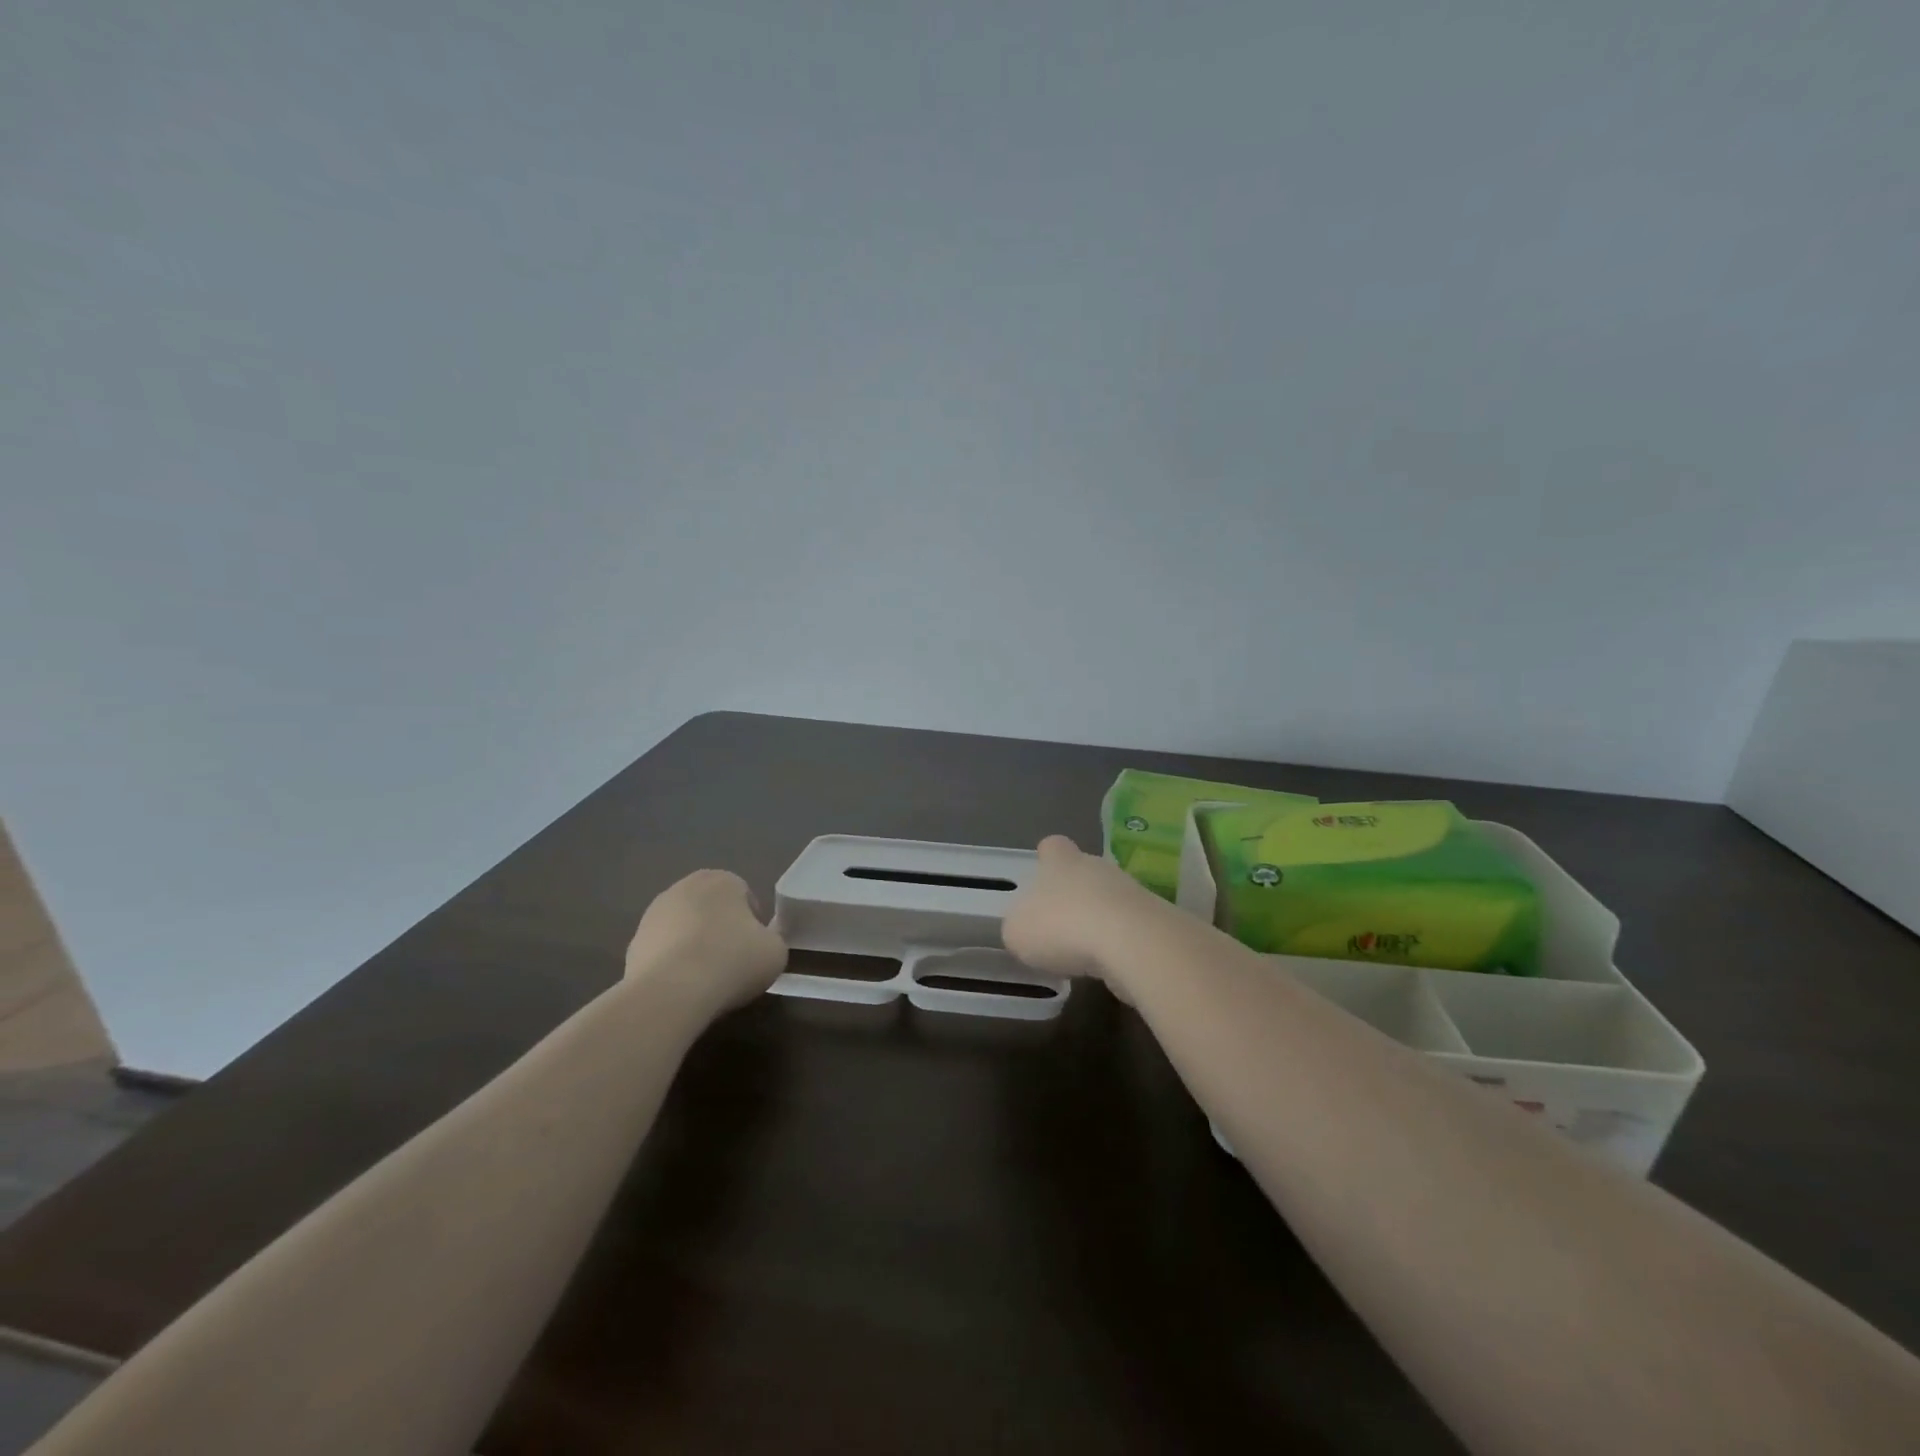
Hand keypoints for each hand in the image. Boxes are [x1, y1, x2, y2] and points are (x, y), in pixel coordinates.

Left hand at [624, 869, 787, 1018]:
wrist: (672, 992)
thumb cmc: (732, 962)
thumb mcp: (775, 952)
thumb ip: (772, 940)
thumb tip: (760, 944)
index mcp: (723, 880)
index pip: (745, 896)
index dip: (754, 924)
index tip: (755, 950)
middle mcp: (685, 887)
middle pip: (711, 909)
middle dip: (721, 930)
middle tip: (732, 963)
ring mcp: (654, 914)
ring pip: (685, 928)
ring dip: (694, 946)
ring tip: (705, 980)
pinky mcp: (633, 943)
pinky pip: (663, 952)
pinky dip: (672, 965)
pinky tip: (681, 989)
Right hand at [1002, 835, 1164, 992]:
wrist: (1130, 942)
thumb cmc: (1062, 927)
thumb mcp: (1017, 932)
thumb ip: (1018, 927)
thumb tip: (1026, 929)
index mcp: (1059, 861)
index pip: (1052, 846)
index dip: (1047, 860)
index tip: (1042, 880)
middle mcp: (1095, 866)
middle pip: (1083, 872)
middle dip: (1074, 895)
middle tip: (1060, 927)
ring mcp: (1129, 890)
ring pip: (1108, 899)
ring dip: (1098, 921)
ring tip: (1083, 954)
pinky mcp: (1153, 918)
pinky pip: (1129, 927)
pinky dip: (1119, 944)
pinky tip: (1109, 966)